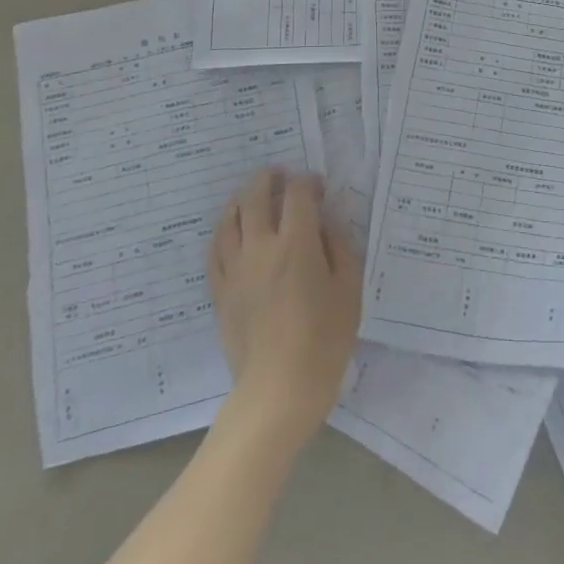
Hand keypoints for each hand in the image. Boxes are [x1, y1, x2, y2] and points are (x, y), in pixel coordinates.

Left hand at [209, 169, 361, 445]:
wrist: (279, 388)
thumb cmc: (324, 339)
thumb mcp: (349, 289)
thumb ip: (338, 247)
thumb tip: (325, 224)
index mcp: (297, 243)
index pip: (298, 195)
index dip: (308, 183)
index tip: (318, 187)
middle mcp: (261, 246)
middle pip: (256, 197)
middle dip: (268, 179)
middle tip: (279, 175)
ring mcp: (235, 269)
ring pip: (229, 219)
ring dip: (241, 199)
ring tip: (251, 195)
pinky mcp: (220, 291)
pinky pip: (214, 250)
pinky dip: (223, 232)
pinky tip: (230, 231)